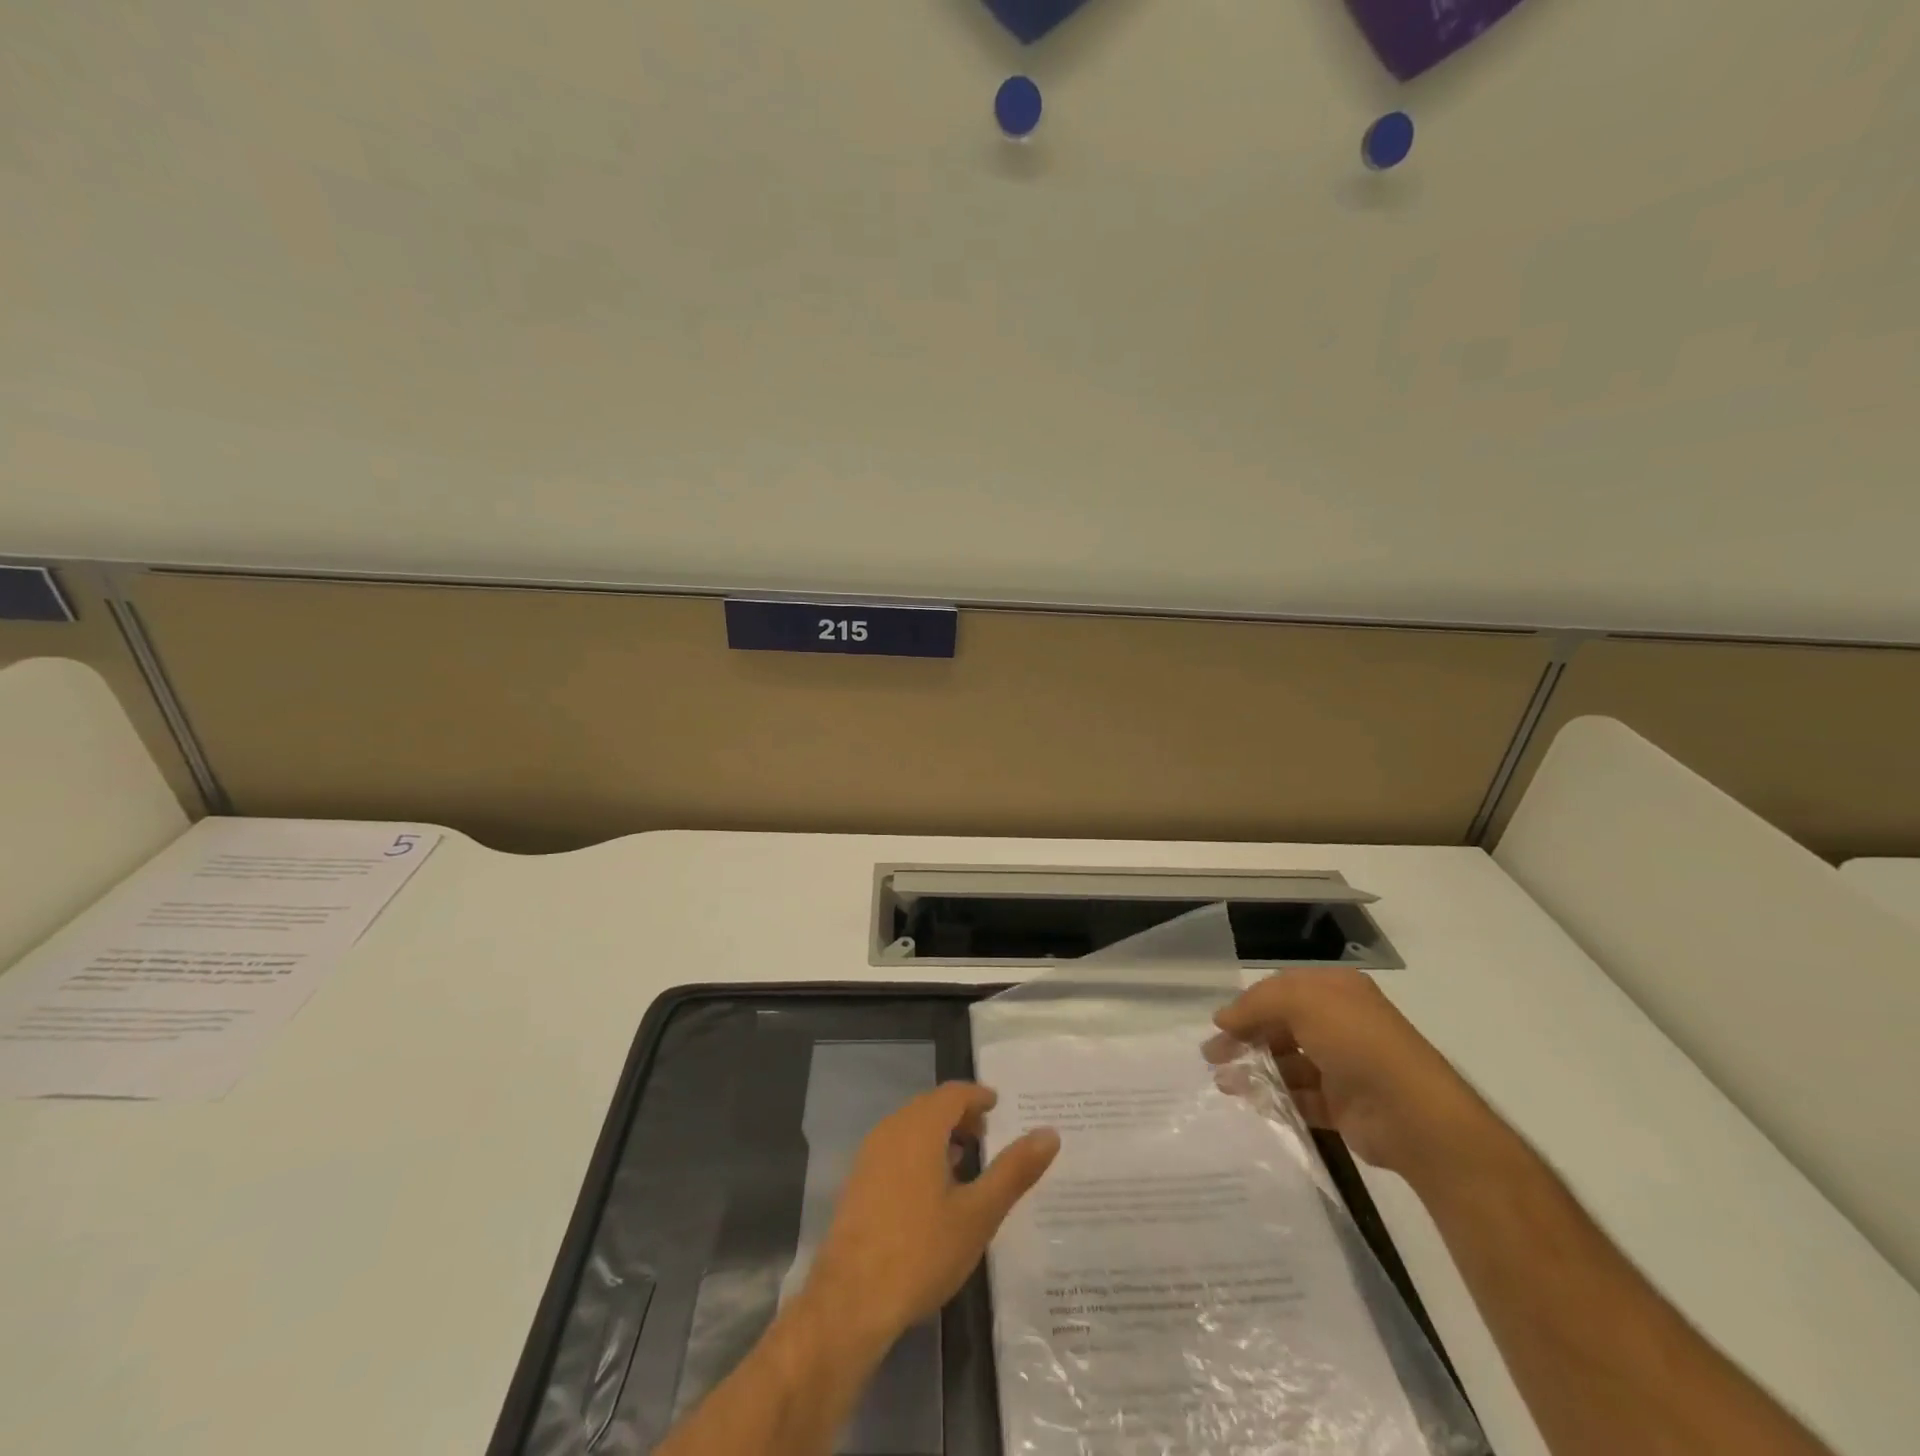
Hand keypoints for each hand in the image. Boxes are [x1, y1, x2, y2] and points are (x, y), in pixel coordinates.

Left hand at [800, 1082, 1059, 1353]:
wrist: (850, 1301)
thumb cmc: (921, 1251)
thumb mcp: (978, 1214)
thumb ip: (1014, 1170)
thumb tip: (1049, 1133)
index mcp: (919, 1127)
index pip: (953, 1093)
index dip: (978, 1096)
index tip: (998, 1106)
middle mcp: (891, 1129)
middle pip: (930, 1106)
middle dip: (959, 1115)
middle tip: (986, 1136)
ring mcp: (869, 1155)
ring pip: (910, 1128)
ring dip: (938, 1135)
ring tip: (964, 1162)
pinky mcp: (857, 1182)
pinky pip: (894, 1149)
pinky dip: (918, 1152)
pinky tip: (931, 1190)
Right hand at [1211, 969, 1499, 1181]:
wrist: (1413, 1114)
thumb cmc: (1356, 1042)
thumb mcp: (1301, 1002)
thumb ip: (1256, 1004)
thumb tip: (1223, 1020)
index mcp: (1335, 990)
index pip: (1280, 990)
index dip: (1247, 1005)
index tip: (1218, 1026)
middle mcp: (1340, 1024)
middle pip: (1280, 1027)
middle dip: (1245, 1039)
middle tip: (1212, 1056)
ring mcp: (1343, 1066)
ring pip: (1287, 1063)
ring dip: (1255, 1070)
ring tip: (1224, 1083)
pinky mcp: (1343, 1106)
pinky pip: (1301, 1097)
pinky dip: (1275, 1099)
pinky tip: (1252, 1102)